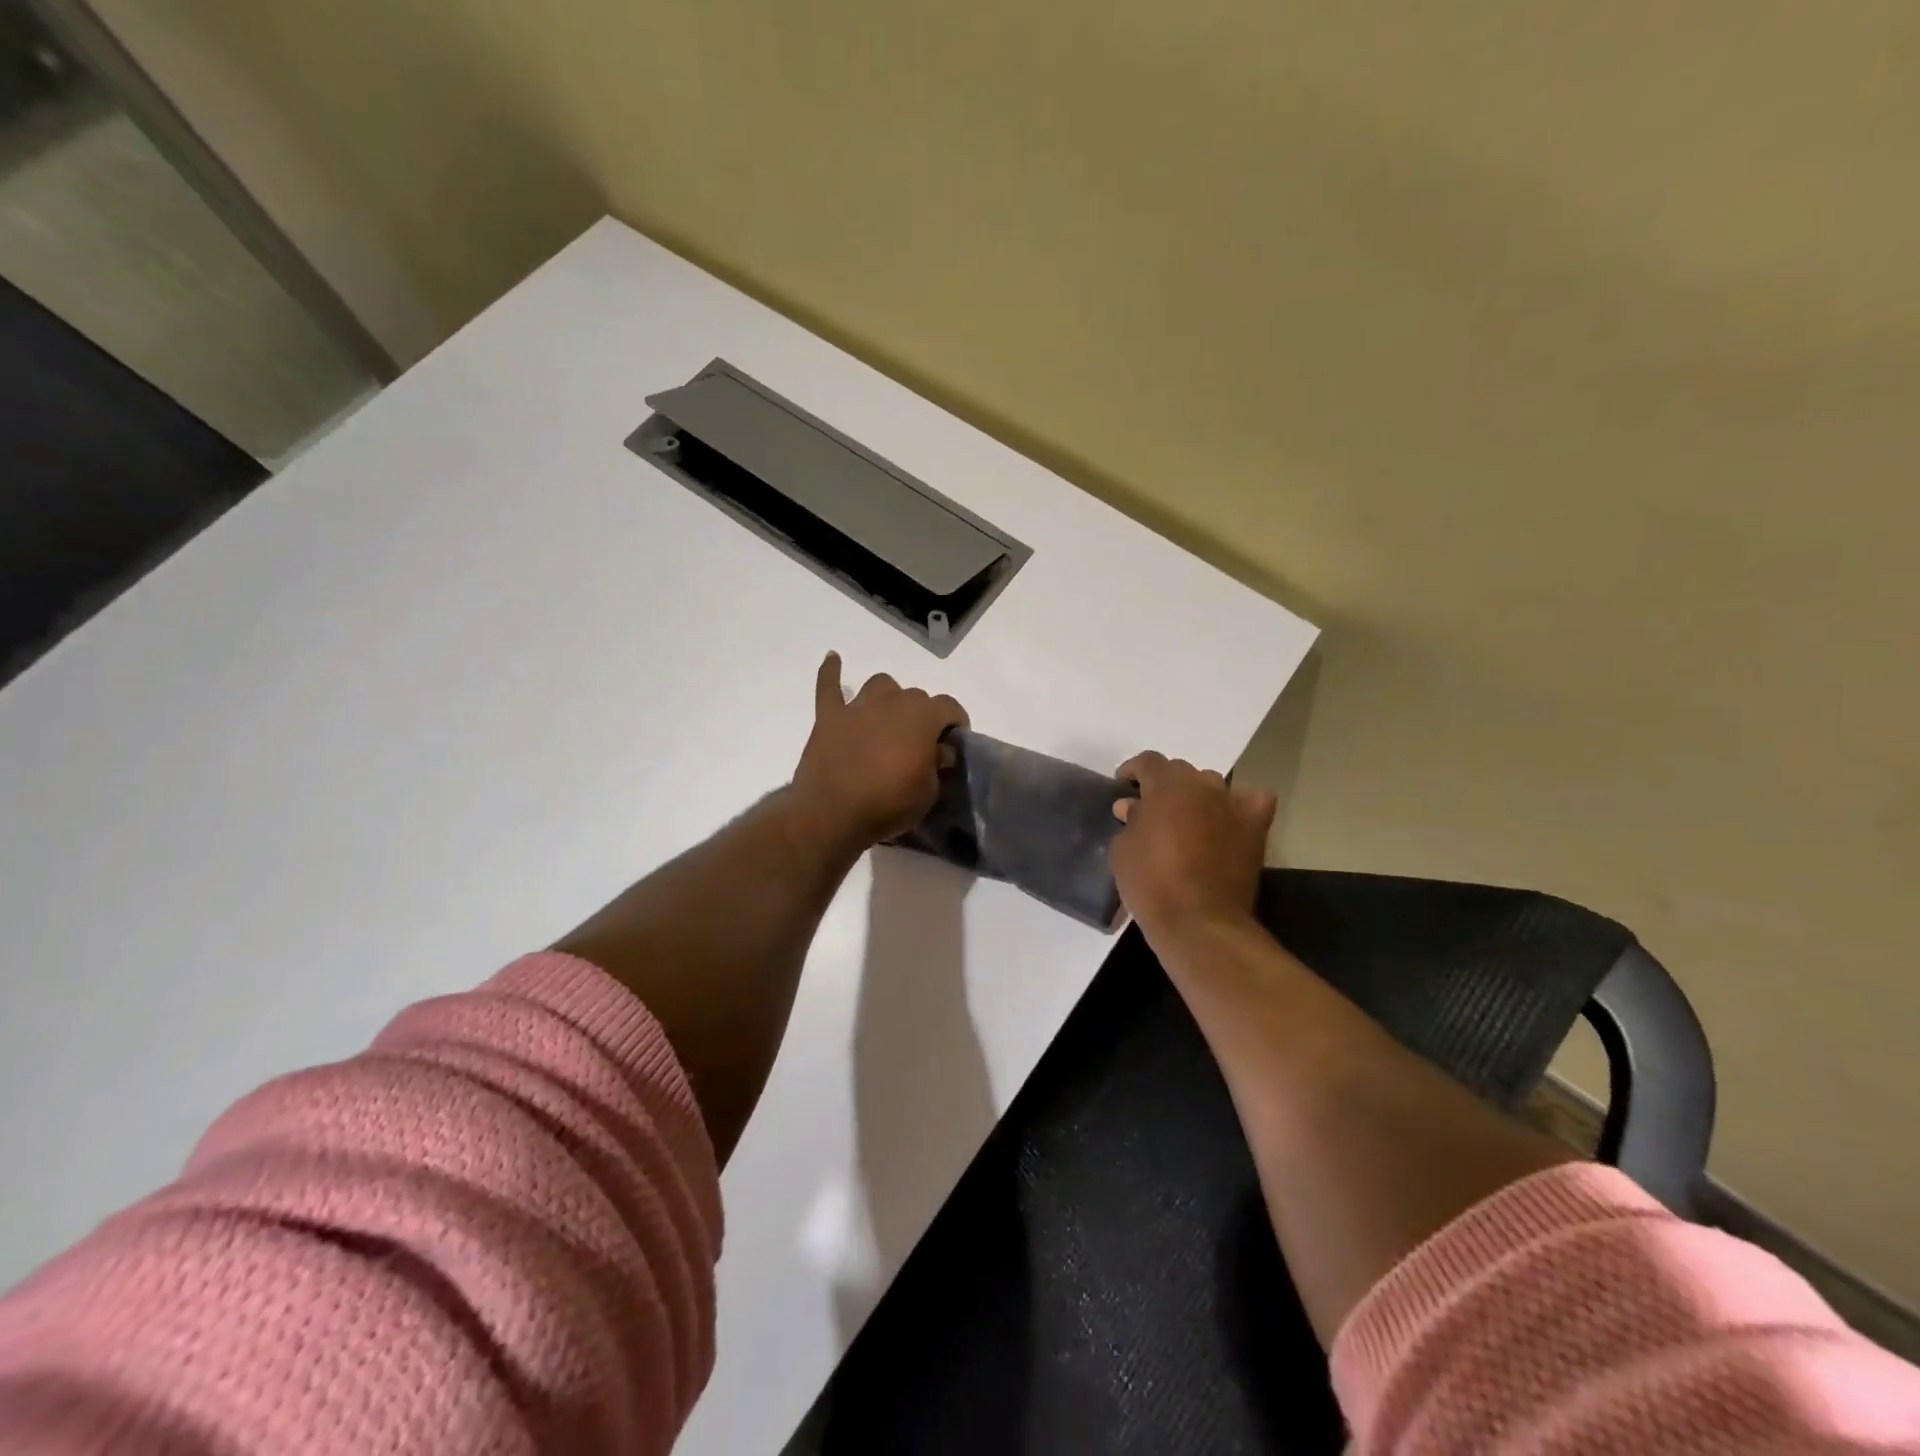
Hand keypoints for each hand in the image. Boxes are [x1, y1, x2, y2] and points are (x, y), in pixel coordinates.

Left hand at [791, 652, 969, 848]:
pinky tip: (834, 659)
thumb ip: (938, 765)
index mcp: (922, 717)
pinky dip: (831, 672)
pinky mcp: (829, 717)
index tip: (955, 742)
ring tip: (888, 720)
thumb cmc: (888, 805)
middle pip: (916, 696)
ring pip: (881, 685)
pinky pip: (828, 686)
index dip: (956, 722)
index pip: (950, 706)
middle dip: (923, 716)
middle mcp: (892, 702)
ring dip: (889, 698)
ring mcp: (858, 706)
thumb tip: (939, 751)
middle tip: (920, 744)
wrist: (832, 815)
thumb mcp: (929, 793)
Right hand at [1110, 752, 1276, 934]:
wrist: (1199, 921)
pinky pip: (1251, 801)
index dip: (1133, 771)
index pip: (1148, 761)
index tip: (1124, 786)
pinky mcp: (1255, 827)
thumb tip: (1133, 806)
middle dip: (1164, 786)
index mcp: (1167, 785)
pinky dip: (1240, 805)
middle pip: (1181, 771)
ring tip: (1187, 818)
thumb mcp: (1123, 850)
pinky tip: (1228, 819)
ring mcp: (1233, 803)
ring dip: (1197, 796)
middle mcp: (1203, 785)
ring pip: (1212, 785)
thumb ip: (1130, 820)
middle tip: (1152, 809)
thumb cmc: (1151, 883)